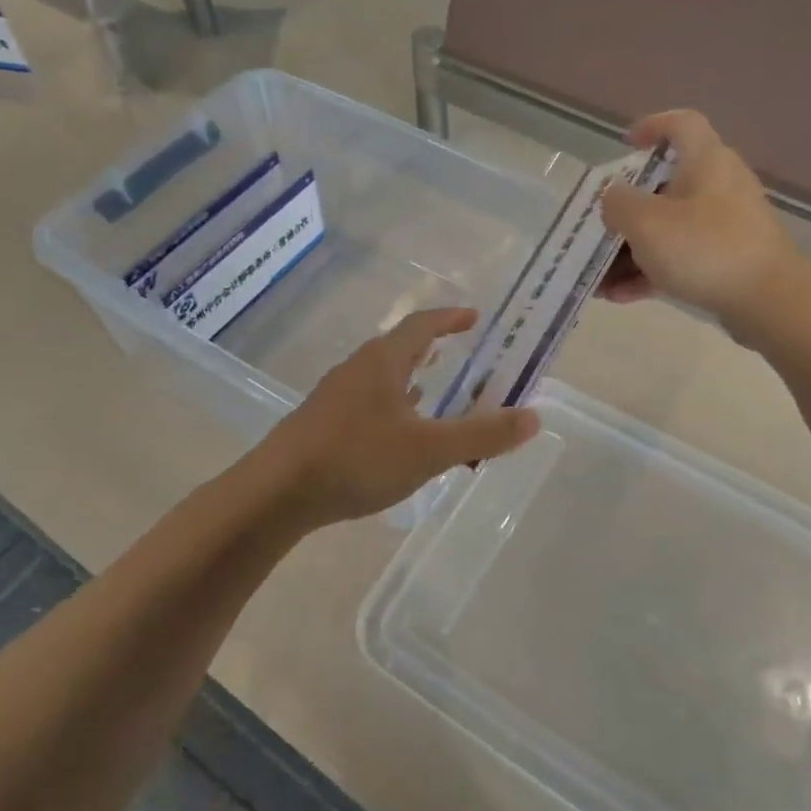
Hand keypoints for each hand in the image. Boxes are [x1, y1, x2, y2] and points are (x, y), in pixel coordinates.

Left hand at [263, 309, 538, 528]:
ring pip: (382, 376)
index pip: (422, 325)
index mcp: (383, 362)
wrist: (277, 492)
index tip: (474, 317)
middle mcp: (357, 369)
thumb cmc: (357, 459)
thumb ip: (482, 434)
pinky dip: (393, 404)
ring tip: (434, 391)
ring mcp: (335, 396)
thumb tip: (533, 417)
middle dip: (432, 347)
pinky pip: (368, 401)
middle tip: (460, 354)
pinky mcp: (322, 423)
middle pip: (400, 347)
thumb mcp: (429, 450)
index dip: (450, 318)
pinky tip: (397, 432)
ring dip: (411, 377)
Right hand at [599, 110, 810, 336]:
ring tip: (600, 275)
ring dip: (632, 249)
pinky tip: (620, 296)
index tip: (626, 145)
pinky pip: (682, 257)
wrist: (771, 301)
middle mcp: (720, 186)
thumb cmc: (705, 248)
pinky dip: (652, 271)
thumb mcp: (646, 223)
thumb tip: (614, 197)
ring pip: (671, 228)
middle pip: (667, 185)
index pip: (682, 124)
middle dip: (628, 210)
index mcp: (706, 161)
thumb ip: (618, 204)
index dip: (652, 126)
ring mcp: (727, 225)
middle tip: (600, 226)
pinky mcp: (730, 259)